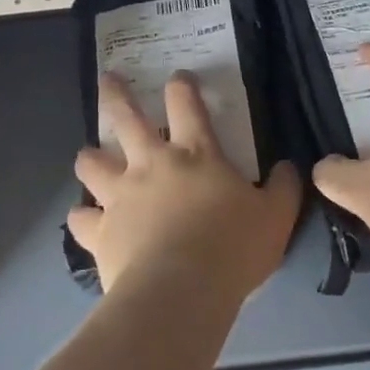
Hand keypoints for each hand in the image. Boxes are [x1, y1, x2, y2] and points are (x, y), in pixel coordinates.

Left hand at [68, 73, 300, 302]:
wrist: (181, 291)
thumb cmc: (233, 249)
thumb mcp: (276, 217)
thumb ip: (283, 188)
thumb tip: (288, 167)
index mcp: (195, 154)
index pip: (186, 104)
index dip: (182, 86)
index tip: (178, 77)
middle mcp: (151, 163)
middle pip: (125, 116)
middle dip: (116, 94)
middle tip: (109, 78)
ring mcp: (120, 195)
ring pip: (91, 162)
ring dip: (89, 156)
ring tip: (88, 156)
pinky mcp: (100, 230)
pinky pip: (81, 218)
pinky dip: (82, 217)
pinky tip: (84, 219)